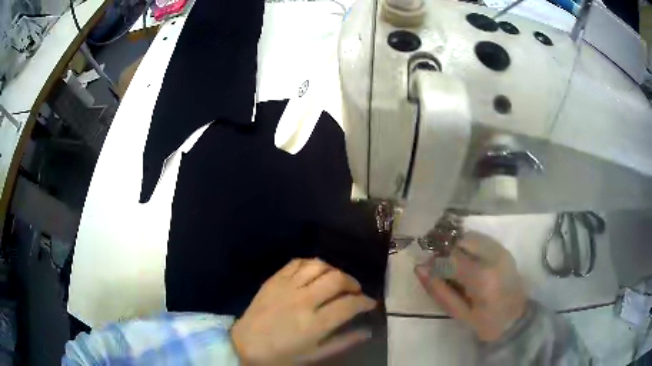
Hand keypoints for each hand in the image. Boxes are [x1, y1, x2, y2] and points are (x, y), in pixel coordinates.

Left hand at [231, 258, 376, 364]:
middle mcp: (303, 300)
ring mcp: (287, 287)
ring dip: (334, 271)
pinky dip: (311, 264)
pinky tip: (315, 272)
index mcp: (315, 323)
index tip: (370, 303)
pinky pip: (297, 262)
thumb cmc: (282, 354)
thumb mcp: (315, 354)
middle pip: (337, 279)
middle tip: (355, 291)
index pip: (349, 304)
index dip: (365, 301)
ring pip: (319, 266)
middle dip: (353, 282)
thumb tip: (368, 331)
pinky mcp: (274, 280)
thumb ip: (344, 342)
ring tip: (336, 281)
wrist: (245, 344)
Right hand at [415, 231, 526, 341]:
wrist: (516, 319)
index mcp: (482, 277)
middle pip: (461, 240)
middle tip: (440, 265)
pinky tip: (467, 261)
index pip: (450, 257)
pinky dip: (469, 246)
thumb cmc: (486, 323)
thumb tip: (420, 268)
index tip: (427, 268)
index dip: (435, 261)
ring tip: (454, 264)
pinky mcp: (504, 250)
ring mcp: (501, 250)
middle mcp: (493, 257)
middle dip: (446, 250)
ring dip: (457, 246)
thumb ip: (439, 290)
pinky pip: (481, 240)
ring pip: (471, 236)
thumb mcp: (459, 313)